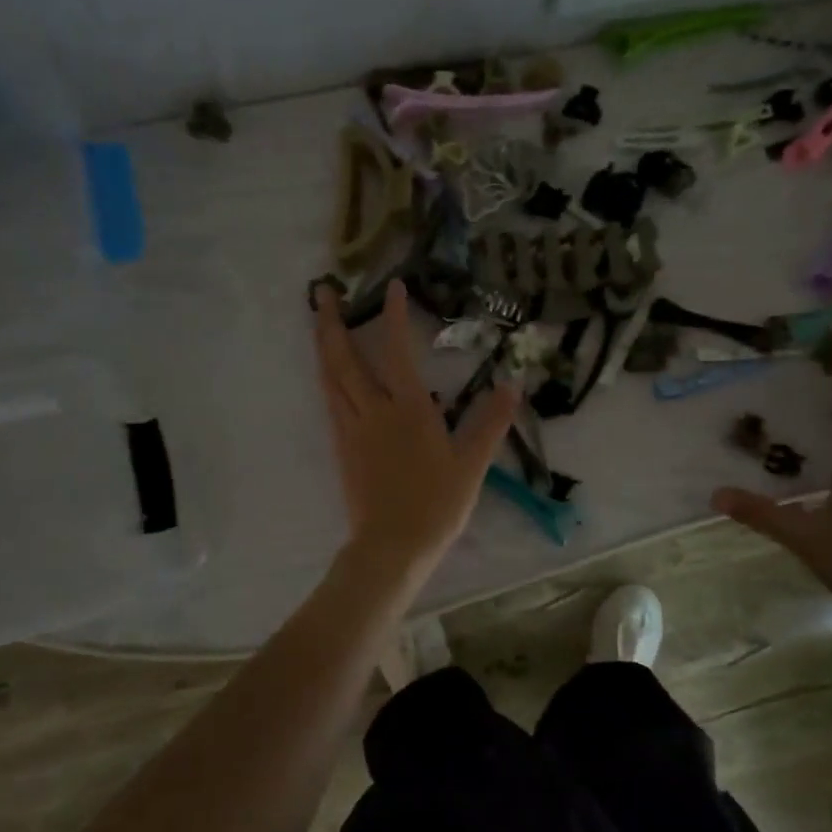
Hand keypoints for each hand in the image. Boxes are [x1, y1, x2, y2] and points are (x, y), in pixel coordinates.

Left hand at [315, 279, 518, 581]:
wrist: (392, 546)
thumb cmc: (436, 504)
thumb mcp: (472, 463)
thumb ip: (491, 421)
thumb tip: (512, 384)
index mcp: (408, 410)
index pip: (397, 352)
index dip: (394, 316)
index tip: (392, 286)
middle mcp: (373, 411)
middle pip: (344, 359)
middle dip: (332, 322)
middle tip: (322, 291)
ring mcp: (352, 429)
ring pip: (330, 378)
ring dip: (323, 345)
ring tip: (318, 321)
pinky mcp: (342, 447)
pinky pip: (330, 402)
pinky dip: (327, 378)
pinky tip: (329, 374)